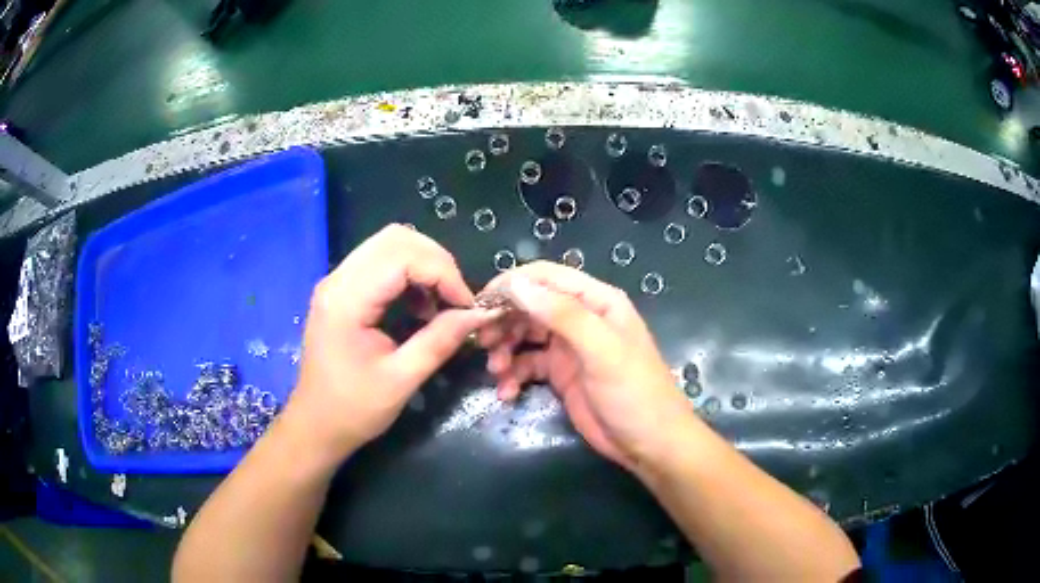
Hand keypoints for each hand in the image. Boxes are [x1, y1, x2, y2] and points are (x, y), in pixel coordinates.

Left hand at [284, 225, 498, 461]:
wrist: (316, 425)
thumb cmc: (353, 409)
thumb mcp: (402, 380)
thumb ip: (440, 340)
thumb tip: (480, 314)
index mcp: (346, 300)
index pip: (402, 256)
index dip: (443, 273)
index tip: (467, 306)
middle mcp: (338, 280)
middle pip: (395, 239)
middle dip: (436, 262)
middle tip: (457, 298)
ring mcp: (337, 282)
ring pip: (389, 245)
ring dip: (424, 265)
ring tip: (441, 303)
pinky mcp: (342, 290)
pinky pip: (381, 263)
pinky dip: (409, 274)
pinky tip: (420, 306)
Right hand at [478, 262, 695, 472]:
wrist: (649, 444)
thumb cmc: (634, 393)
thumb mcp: (602, 351)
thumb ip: (563, 315)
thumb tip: (516, 284)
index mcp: (596, 301)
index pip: (546, 277)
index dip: (512, 285)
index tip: (481, 304)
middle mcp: (580, 318)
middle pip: (531, 305)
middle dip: (504, 320)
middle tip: (483, 342)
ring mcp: (569, 347)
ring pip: (524, 335)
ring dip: (504, 349)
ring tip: (496, 371)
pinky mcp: (561, 375)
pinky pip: (527, 365)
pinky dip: (513, 374)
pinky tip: (507, 392)